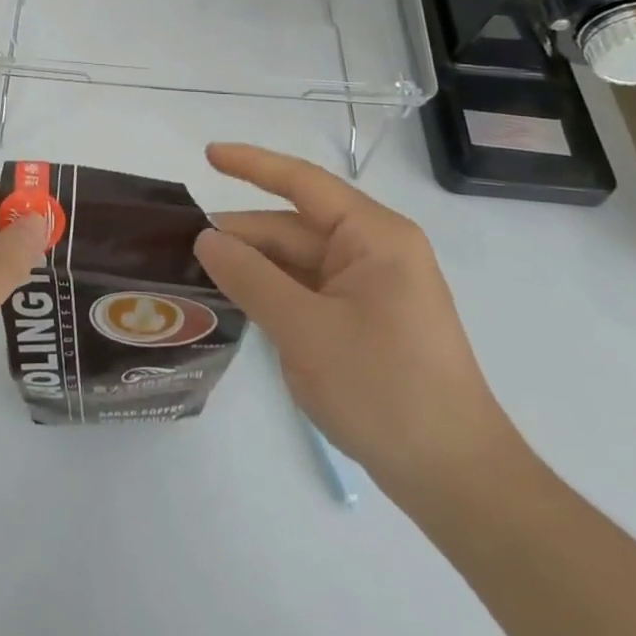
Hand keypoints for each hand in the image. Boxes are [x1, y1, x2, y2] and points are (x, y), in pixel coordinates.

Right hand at [194, 143, 519, 497]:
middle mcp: (374, 251)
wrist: (455, 480)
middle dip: (242, 234)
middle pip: (293, 228)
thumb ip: (250, 277)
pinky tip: (235, 301)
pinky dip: (272, 292)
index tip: (207, 155)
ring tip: (196, 273)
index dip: (251, 165)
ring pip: (297, 262)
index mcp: (373, 236)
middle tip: (180, 245)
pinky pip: (308, 290)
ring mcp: (370, 288)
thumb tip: (206, 239)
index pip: (302, 182)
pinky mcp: (364, 321)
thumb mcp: (305, 330)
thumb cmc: (385, 390)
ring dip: (253, 267)